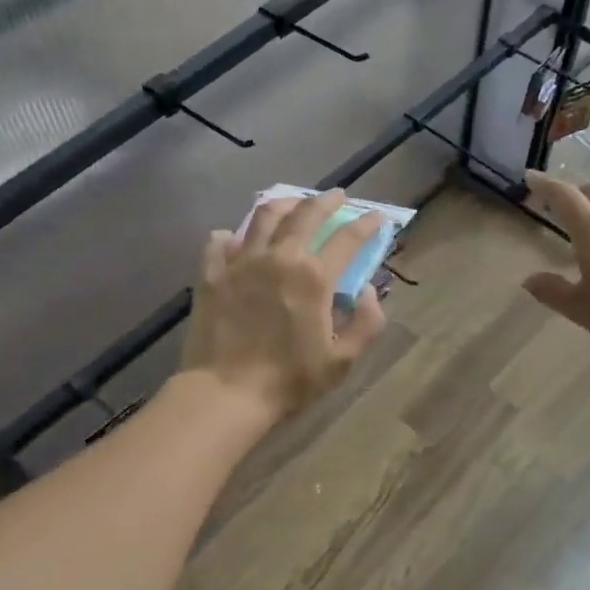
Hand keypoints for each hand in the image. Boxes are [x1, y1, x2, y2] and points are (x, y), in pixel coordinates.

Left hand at [181, 189, 387, 422]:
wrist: (226, 392)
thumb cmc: (290, 380)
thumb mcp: (342, 361)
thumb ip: (365, 323)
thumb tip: (367, 291)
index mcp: (314, 277)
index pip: (348, 238)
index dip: (366, 224)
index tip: (378, 216)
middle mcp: (279, 258)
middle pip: (305, 215)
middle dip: (326, 201)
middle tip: (338, 196)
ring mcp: (240, 263)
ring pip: (263, 218)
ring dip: (284, 204)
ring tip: (293, 203)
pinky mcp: (211, 275)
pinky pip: (220, 242)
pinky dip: (232, 235)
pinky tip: (236, 237)